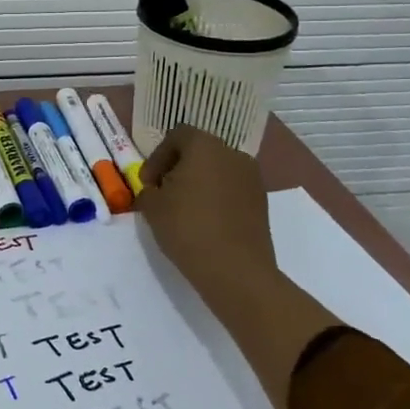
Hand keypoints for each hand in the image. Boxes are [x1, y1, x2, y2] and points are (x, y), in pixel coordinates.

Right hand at [137, 125, 339, 408]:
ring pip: (217, 171)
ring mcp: (252, 179)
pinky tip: (204, 223)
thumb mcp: (152, 206)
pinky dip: (215, 198)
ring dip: (197, 184)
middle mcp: (233, 154)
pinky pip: (231, 190)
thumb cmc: (188, 229)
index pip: (176, 136)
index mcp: (205, 146)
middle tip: (162, 195)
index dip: (157, 157)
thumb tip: (156, 189)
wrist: (236, 272)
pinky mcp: (262, 202)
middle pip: (199, 151)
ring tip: (182, 211)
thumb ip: (148, 189)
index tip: (147, 184)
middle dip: (177, 169)